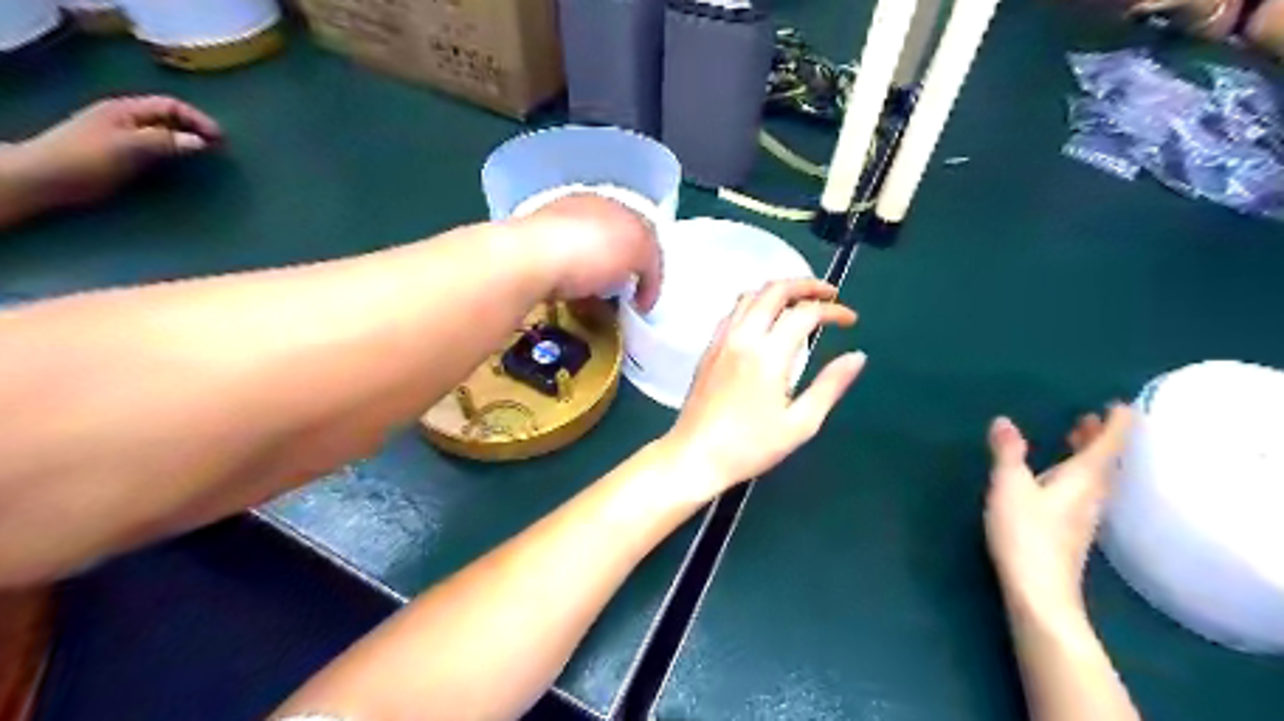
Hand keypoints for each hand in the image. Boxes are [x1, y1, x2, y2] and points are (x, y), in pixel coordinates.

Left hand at [1, 94, 219, 210]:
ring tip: (211, 157)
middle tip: (222, 148)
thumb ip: (164, 141)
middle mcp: (131, 120)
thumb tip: (202, 142)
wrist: (50, 179)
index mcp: (127, 110)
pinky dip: (180, 155)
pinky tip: (189, 165)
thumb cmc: (85, 157)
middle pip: (173, 119)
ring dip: (191, 143)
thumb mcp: (127, 146)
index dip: (198, 119)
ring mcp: (130, 138)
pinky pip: (163, 150)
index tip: (220, 139)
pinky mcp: (130, 157)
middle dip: (199, 130)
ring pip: (169, 134)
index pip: (171, 106)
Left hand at [518, 195, 660, 310]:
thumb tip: (644, 287)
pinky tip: (571, 304)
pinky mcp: (527, 254)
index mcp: (608, 202)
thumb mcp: (638, 248)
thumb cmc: (589, 250)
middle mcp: (577, 209)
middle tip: (624, 300)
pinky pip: (559, 275)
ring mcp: (549, 229)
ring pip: (582, 259)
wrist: (526, 261)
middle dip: (620, 271)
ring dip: (594, 282)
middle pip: (609, 243)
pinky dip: (570, 290)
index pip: (639, 230)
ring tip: (597, 308)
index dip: (649, 265)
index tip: (646, 296)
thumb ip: (651, 261)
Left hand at [663, 280, 861, 497]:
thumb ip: (830, 386)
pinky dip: (756, 303)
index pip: (805, 313)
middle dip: (806, 285)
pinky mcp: (709, 349)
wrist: (695, 455)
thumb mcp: (800, 423)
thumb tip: (857, 356)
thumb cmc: (750, 446)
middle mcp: (743, 337)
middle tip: (829, 294)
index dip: (833, 311)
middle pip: (774, 290)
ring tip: (801, 303)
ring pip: (750, 295)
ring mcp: (721, 340)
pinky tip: (766, 321)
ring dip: (779, 290)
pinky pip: (734, 311)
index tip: (851, 320)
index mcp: (768, 354)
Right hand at [986, 406, 1131, 619]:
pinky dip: (1077, 473)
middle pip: (1104, 461)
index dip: (1115, 423)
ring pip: (1095, 477)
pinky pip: (1085, 491)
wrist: (1040, 590)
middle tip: (1090, 417)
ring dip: (1088, 455)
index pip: (1108, 445)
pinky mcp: (1073, 531)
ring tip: (1075, 439)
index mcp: (1083, 478)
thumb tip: (1004, 421)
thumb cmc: (1026, 533)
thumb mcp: (1009, 486)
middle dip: (1100, 438)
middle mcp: (1092, 495)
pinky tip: (1059, 478)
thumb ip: (1008, 453)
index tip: (1120, 405)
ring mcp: (1085, 516)